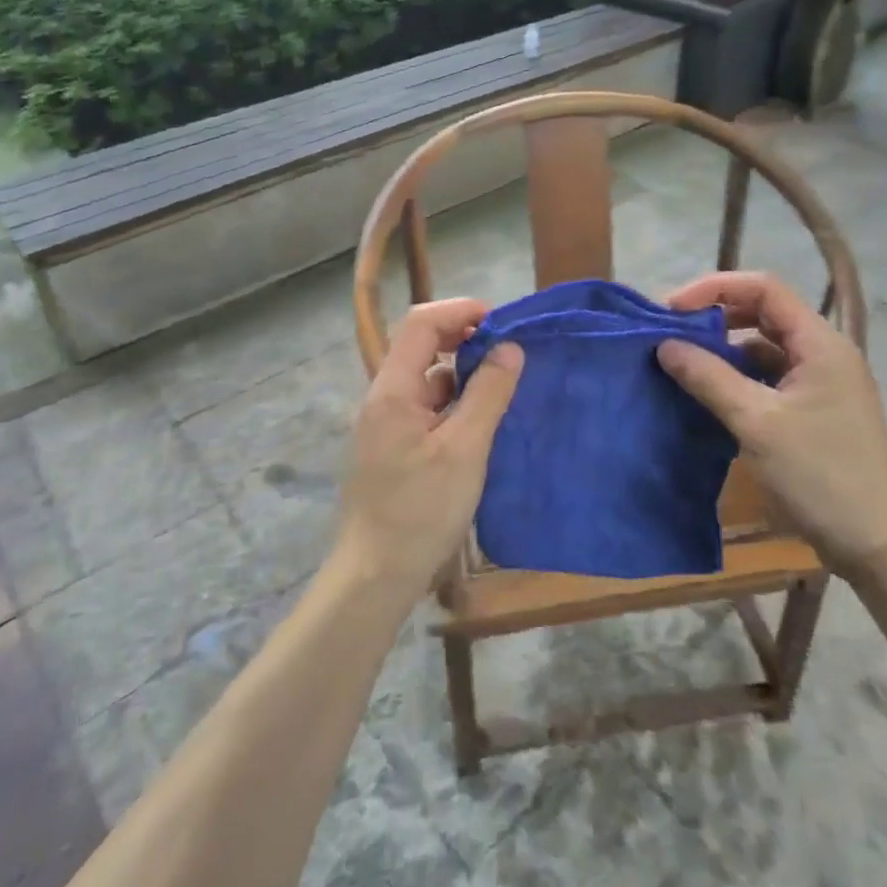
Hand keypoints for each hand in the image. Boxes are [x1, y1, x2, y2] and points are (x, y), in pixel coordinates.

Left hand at [339, 299, 523, 599]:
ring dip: (462, 372)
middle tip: (508, 351)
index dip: (460, 311)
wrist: (376, 575)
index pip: (421, 323)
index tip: (501, 322)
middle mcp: (384, 397)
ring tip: (503, 384)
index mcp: (392, 389)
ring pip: (427, 378)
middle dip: (464, 338)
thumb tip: (510, 347)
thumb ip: (488, 394)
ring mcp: (387, 423)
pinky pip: (427, 407)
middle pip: (421, 345)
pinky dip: (455, 402)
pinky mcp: (395, 446)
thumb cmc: (421, 511)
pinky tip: (482, 420)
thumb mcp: (464, 450)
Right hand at [656, 272, 886, 574]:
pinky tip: (708, 393)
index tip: (673, 309)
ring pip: (764, 347)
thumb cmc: (819, 475)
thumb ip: (708, 377)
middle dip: (716, 316)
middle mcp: (824, 353)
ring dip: (724, 349)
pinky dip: (737, 377)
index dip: (715, 288)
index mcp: (820, 344)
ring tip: (682, 362)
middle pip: (764, 313)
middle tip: (672, 333)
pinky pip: (768, 377)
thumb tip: (664, 345)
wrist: (874, 544)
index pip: (764, 288)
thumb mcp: (756, 422)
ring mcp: (820, 383)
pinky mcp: (813, 410)